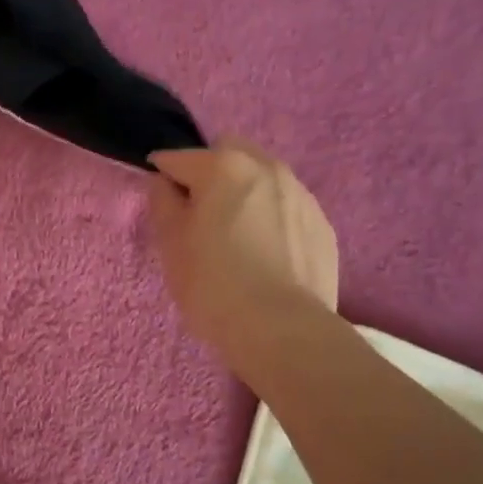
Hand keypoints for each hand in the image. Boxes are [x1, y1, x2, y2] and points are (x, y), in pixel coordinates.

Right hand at [148, 140, 339, 374]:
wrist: (283, 330)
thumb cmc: (213, 285)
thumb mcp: (170, 244)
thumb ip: (162, 202)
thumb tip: (165, 183)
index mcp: (223, 167)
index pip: (178, 159)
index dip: (162, 177)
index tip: (160, 203)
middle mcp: (267, 168)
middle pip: (229, 153)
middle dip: (210, 172)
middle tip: (201, 215)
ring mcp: (301, 194)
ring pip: (263, 177)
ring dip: (245, 193)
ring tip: (237, 237)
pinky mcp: (322, 224)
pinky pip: (287, 207)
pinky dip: (271, 218)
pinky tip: (266, 255)